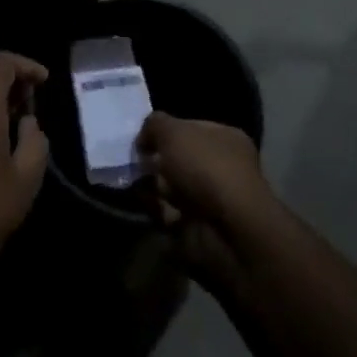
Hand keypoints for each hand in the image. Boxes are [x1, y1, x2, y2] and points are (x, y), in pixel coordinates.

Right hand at [138, 112, 275, 288]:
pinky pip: (166, 210)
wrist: (226, 231)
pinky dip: (152, 206)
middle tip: (131, 158)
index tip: (140, 136)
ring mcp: (209, 198)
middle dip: (154, 158)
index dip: (164, 129)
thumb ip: (154, 125)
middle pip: (177, 157)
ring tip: (130, 178)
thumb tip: (144, 138)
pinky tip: (138, 199)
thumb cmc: (206, 168)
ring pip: (169, 185)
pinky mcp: (195, 225)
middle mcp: (220, 166)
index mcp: (225, 139)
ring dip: (150, 183)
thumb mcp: (173, 132)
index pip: (189, 127)